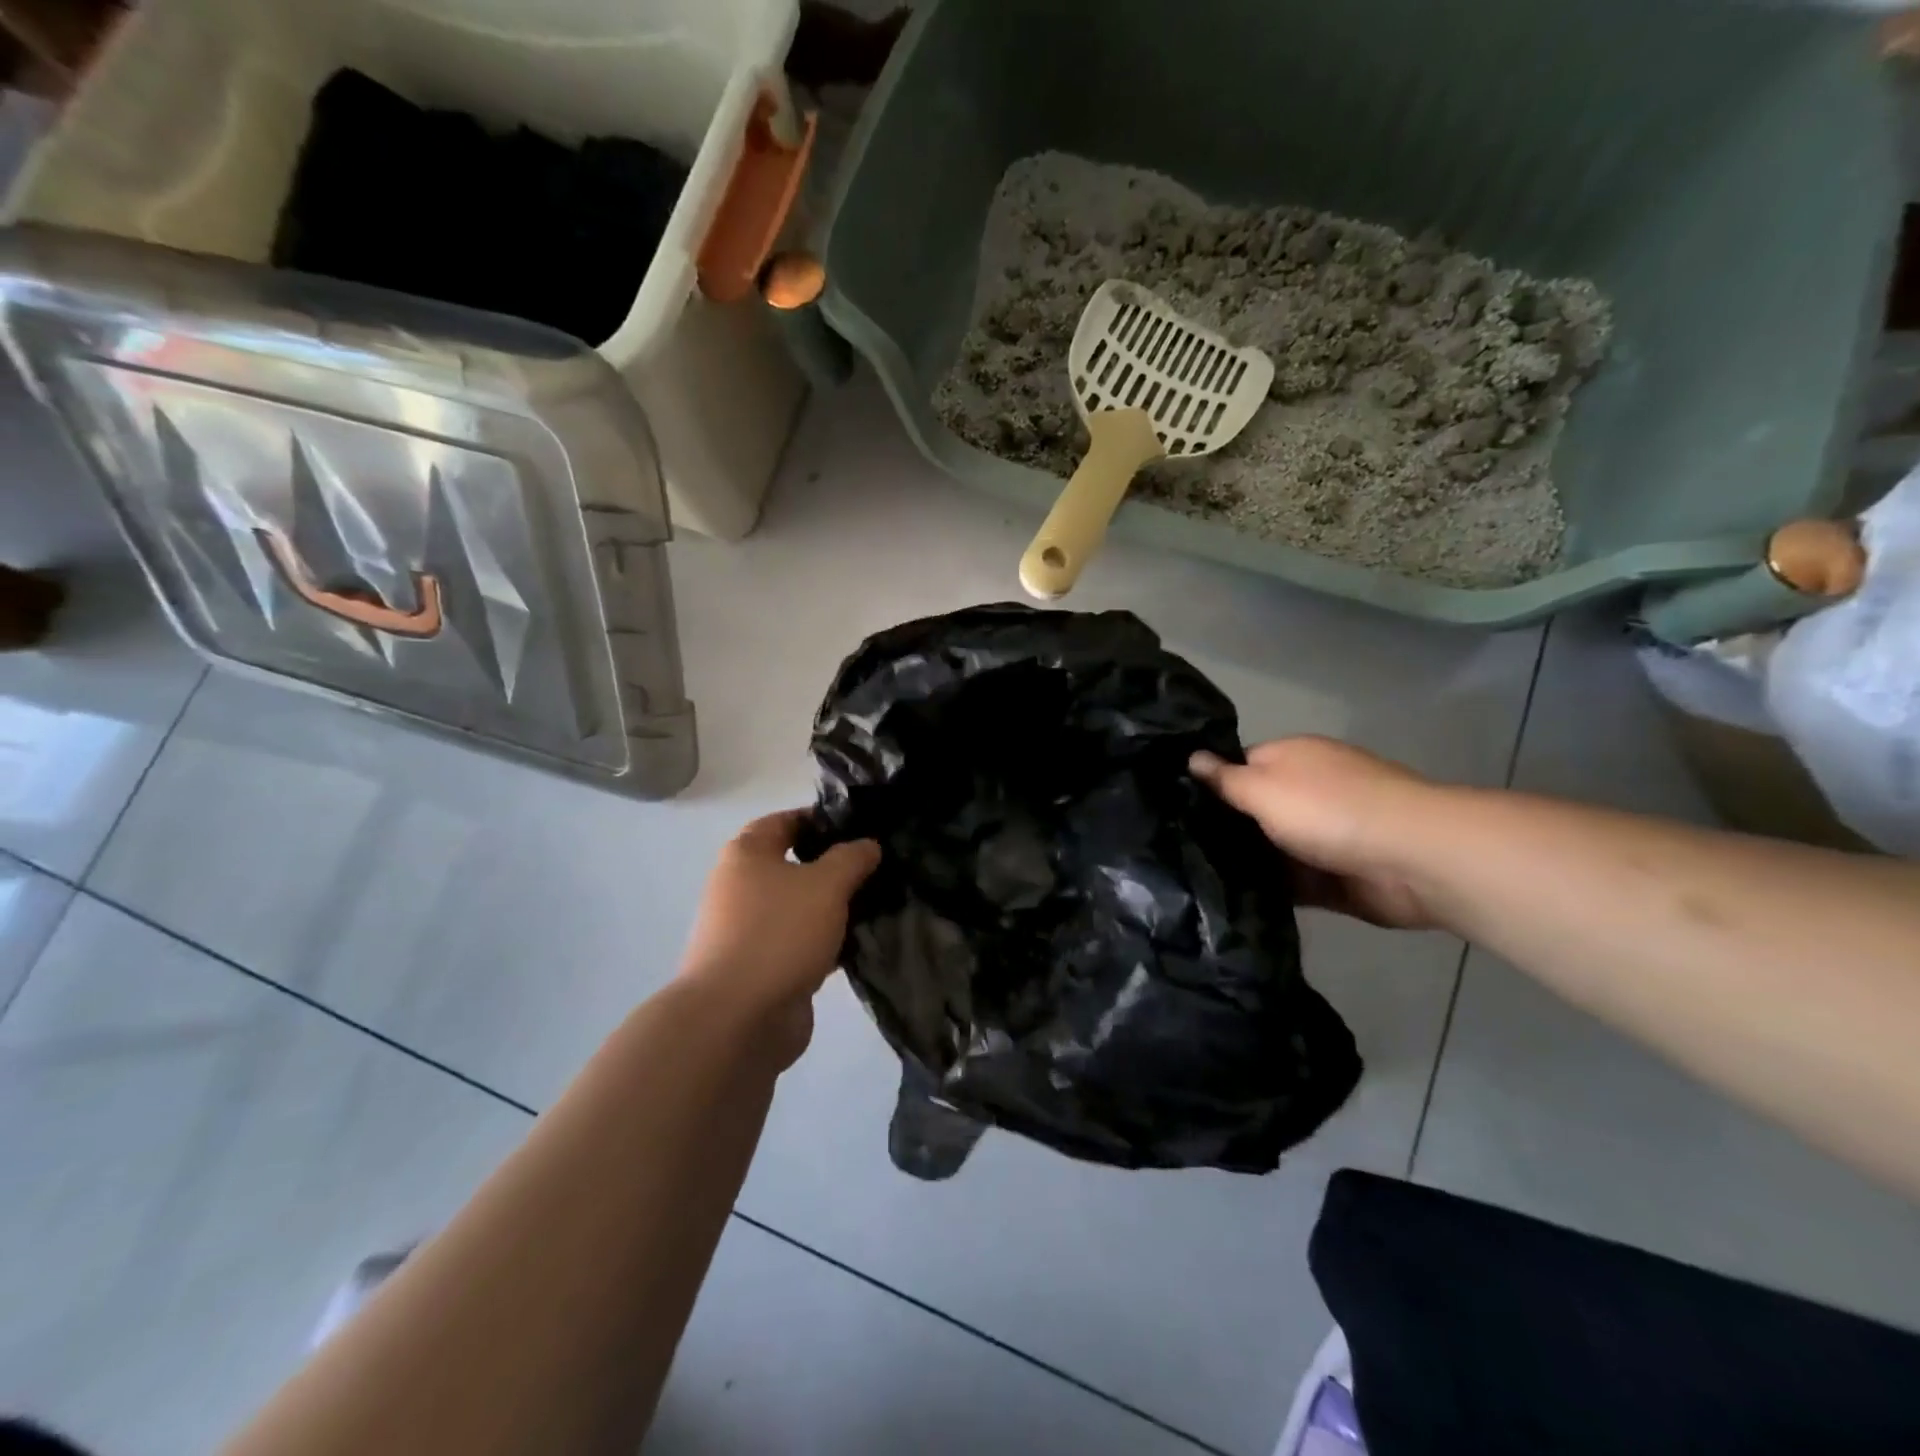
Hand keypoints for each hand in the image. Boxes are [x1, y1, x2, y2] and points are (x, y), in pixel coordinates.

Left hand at [678, 811, 880, 1058]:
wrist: (737, 1019)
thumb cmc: (778, 933)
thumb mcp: (826, 884)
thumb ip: (851, 858)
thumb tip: (867, 844)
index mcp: (747, 854)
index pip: (787, 821)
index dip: (823, 820)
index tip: (863, 828)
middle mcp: (742, 886)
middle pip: (795, 865)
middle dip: (836, 866)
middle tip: (878, 868)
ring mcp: (750, 929)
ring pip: (801, 906)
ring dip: (834, 907)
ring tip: (879, 904)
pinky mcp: (763, 966)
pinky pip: (801, 942)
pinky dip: (827, 941)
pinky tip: (860, 943)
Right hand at [1191, 737, 1440, 928]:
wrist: (1411, 859)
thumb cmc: (1328, 809)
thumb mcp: (1264, 788)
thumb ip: (1225, 778)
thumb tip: (1191, 756)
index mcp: (1293, 758)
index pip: (1239, 765)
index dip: (1209, 783)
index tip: (1174, 806)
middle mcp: (1308, 791)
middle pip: (1254, 809)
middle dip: (1223, 828)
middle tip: (1175, 848)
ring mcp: (1324, 836)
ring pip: (1270, 849)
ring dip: (1244, 863)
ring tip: (1191, 879)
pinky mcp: (1334, 877)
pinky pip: (1291, 883)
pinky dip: (1269, 891)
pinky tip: (1228, 902)